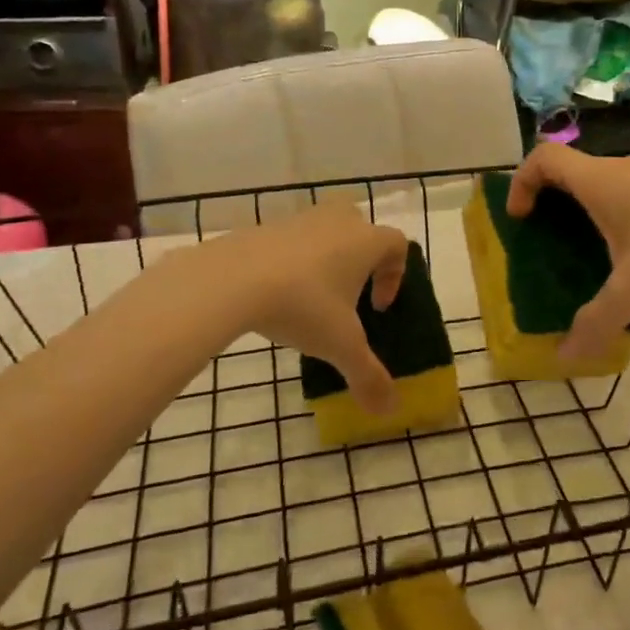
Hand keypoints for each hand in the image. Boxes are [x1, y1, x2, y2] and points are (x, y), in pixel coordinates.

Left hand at [195, 205, 409, 415]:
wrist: (232, 279)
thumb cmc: (303, 306)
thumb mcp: (340, 346)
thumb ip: (368, 376)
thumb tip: (390, 410)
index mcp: (366, 241)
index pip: (397, 245)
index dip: (394, 276)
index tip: (377, 308)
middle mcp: (337, 221)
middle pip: (361, 227)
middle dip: (361, 256)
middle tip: (349, 291)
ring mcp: (299, 219)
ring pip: (324, 230)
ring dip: (325, 258)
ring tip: (310, 296)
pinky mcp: (264, 226)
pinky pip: (289, 240)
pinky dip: (291, 261)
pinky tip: (275, 293)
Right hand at [506, 144, 629, 358]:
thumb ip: (595, 323)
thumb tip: (565, 357)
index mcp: (601, 182)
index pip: (544, 158)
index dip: (522, 182)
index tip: (522, 219)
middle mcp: (624, 168)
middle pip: (573, 170)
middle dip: (553, 203)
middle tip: (551, 242)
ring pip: (607, 182)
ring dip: (589, 210)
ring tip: (596, 254)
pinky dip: (621, 213)